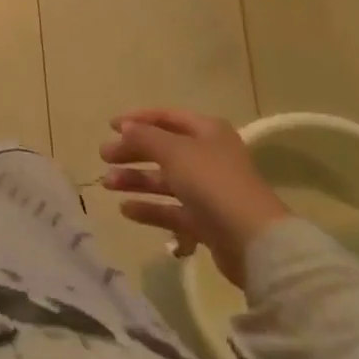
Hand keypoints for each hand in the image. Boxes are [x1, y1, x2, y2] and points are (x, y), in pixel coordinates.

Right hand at [99, 108, 290, 288]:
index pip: (167, 117)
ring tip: (108, 184)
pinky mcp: (207, 222)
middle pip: (163, 150)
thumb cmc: (212, 183)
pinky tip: (126, 210)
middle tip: (104, 157)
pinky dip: (150, 209)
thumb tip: (126, 127)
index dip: (138, 119)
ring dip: (136, 181)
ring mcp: (209, 192)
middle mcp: (209, 157)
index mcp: (207, 132)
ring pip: (165, 181)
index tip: (110, 126)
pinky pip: (172, 211)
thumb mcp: (173, 151)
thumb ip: (145, 137)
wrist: (253, 242)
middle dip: (132, 153)